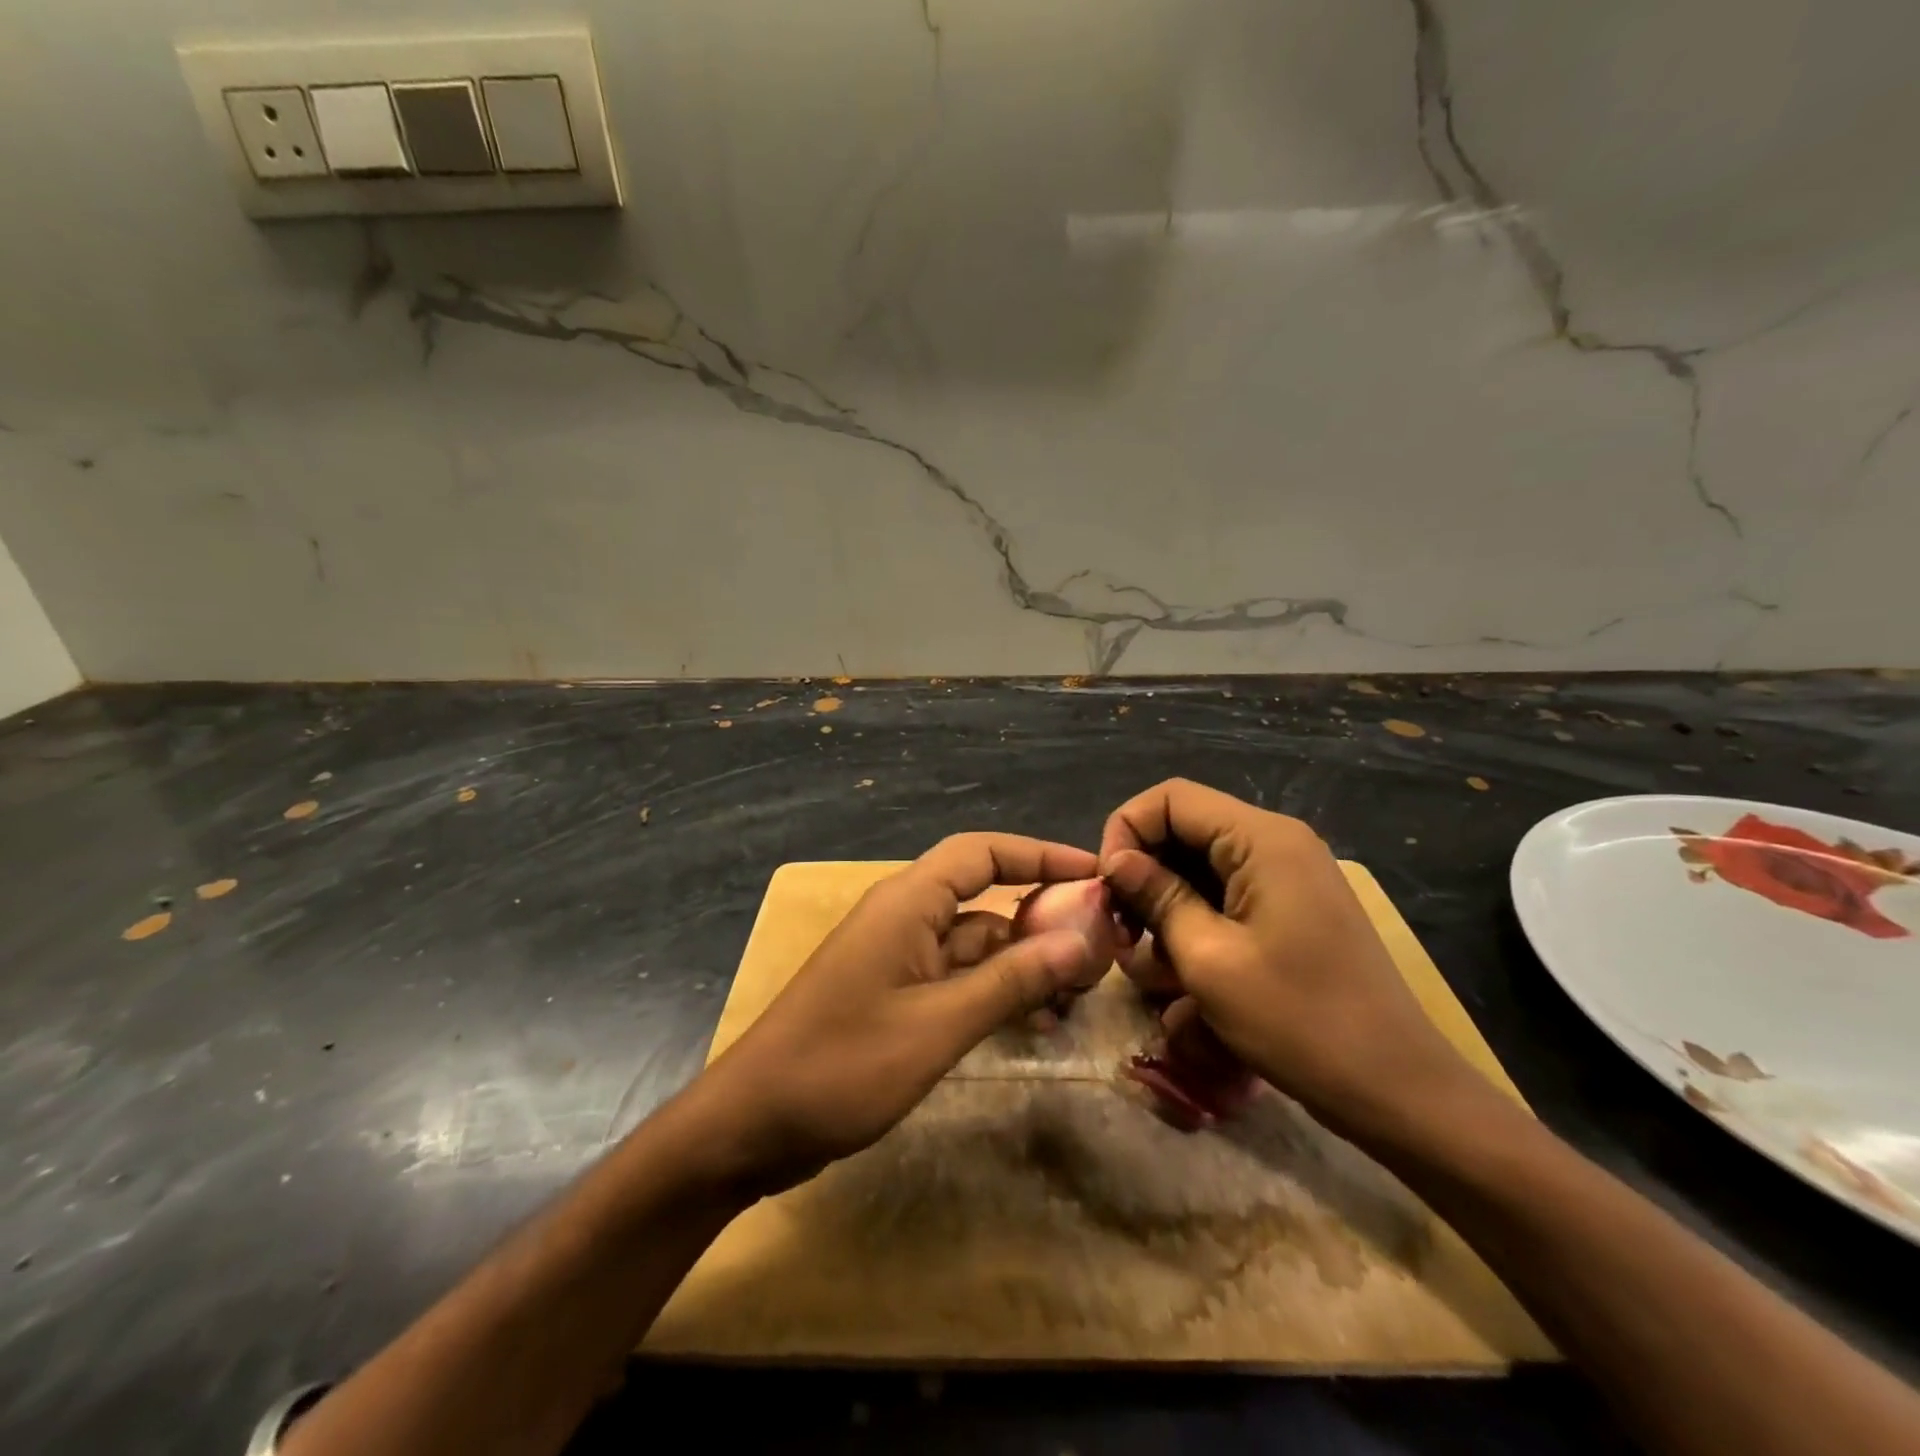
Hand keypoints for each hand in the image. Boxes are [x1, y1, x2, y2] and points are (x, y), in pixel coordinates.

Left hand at [688, 833, 1106, 1193]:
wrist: (751, 1124)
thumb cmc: (842, 1066)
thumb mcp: (938, 1025)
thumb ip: (1010, 980)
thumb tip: (1081, 938)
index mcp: (907, 903)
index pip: (982, 852)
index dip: (1039, 854)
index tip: (1094, 873)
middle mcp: (904, 918)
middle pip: (984, 897)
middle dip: (1041, 914)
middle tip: (1101, 945)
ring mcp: (898, 959)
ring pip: (974, 942)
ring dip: (1022, 960)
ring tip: (1079, 992)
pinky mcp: (894, 996)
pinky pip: (956, 978)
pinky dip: (994, 990)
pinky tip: (1033, 1020)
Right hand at [1099, 779, 1482, 1138]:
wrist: (1396, 1088)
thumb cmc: (1298, 1020)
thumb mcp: (1209, 959)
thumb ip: (1157, 896)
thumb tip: (1117, 861)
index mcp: (1262, 839)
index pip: (1171, 798)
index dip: (1127, 830)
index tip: (1109, 888)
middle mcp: (1277, 841)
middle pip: (1185, 827)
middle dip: (1143, 870)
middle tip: (1121, 929)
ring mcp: (1289, 874)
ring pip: (1201, 862)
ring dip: (1165, 900)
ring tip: (1148, 957)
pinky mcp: (1292, 906)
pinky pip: (1227, 891)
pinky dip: (1195, 917)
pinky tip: (1181, 965)